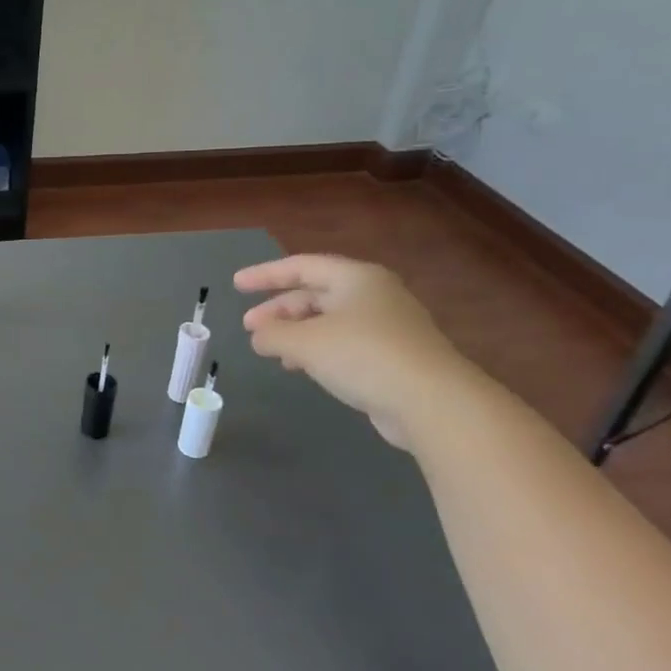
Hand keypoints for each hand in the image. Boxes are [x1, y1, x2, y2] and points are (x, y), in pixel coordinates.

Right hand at [234, 254, 472, 448]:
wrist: (434, 403)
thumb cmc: (363, 356)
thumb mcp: (304, 342)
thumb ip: (272, 334)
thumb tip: (259, 335)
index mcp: (356, 278)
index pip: (301, 266)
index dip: (265, 274)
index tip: (236, 285)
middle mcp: (374, 295)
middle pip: (315, 294)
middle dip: (279, 310)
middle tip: (251, 327)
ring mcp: (388, 326)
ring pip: (329, 321)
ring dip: (296, 333)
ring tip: (271, 351)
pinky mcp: (395, 356)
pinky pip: (344, 343)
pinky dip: (317, 350)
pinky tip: (302, 368)